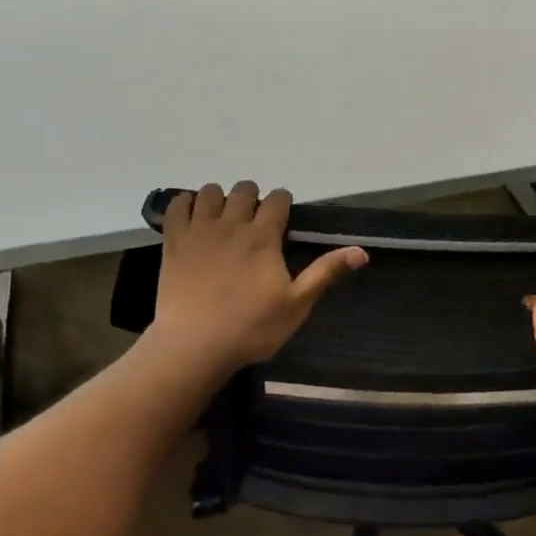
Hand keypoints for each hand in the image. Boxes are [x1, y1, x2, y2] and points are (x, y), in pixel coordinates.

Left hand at [149, 182, 367, 371]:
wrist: (195, 346)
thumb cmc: (252, 328)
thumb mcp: (297, 304)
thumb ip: (326, 272)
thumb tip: (361, 251)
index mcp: (264, 237)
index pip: (278, 199)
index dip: (283, 203)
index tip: (283, 217)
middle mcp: (232, 224)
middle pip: (244, 189)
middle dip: (253, 198)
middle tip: (255, 221)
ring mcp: (199, 230)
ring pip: (210, 192)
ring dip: (220, 199)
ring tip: (224, 219)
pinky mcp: (173, 241)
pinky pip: (177, 206)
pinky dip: (186, 204)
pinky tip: (193, 218)